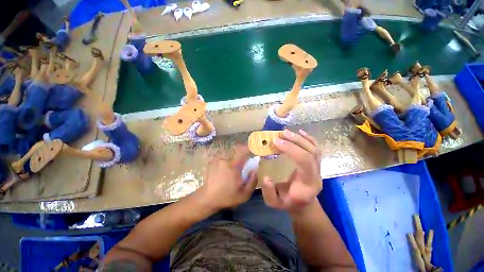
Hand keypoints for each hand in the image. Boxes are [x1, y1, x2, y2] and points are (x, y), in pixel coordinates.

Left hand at [197, 146, 257, 211]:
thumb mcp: (244, 194)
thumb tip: (256, 168)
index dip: (249, 149)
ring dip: (233, 164)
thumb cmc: (227, 197)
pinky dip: (227, 164)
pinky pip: (225, 160)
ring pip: (231, 158)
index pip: (243, 151)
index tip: (252, 151)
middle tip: (240, 172)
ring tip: (230, 175)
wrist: (207, 198)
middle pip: (238, 155)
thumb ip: (253, 180)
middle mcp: (225, 160)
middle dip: (241, 161)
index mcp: (234, 166)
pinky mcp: (214, 161)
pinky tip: (223, 174)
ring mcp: (218, 160)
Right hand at [261, 129, 321, 213]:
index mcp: (308, 184)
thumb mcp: (274, 202)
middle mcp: (317, 174)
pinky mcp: (317, 163)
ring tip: (286, 132)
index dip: (290, 149)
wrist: (303, 204)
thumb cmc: (288, 202)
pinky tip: (299, 132)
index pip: (304, 161)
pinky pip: (316, 148)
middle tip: (280, 135)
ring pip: (314, 149)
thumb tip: (266, 177)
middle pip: (311, 152)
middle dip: (295, 141)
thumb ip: (269, 192)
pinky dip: (308, 138)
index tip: (275, 142)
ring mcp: (319, 168)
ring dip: (300, 138)